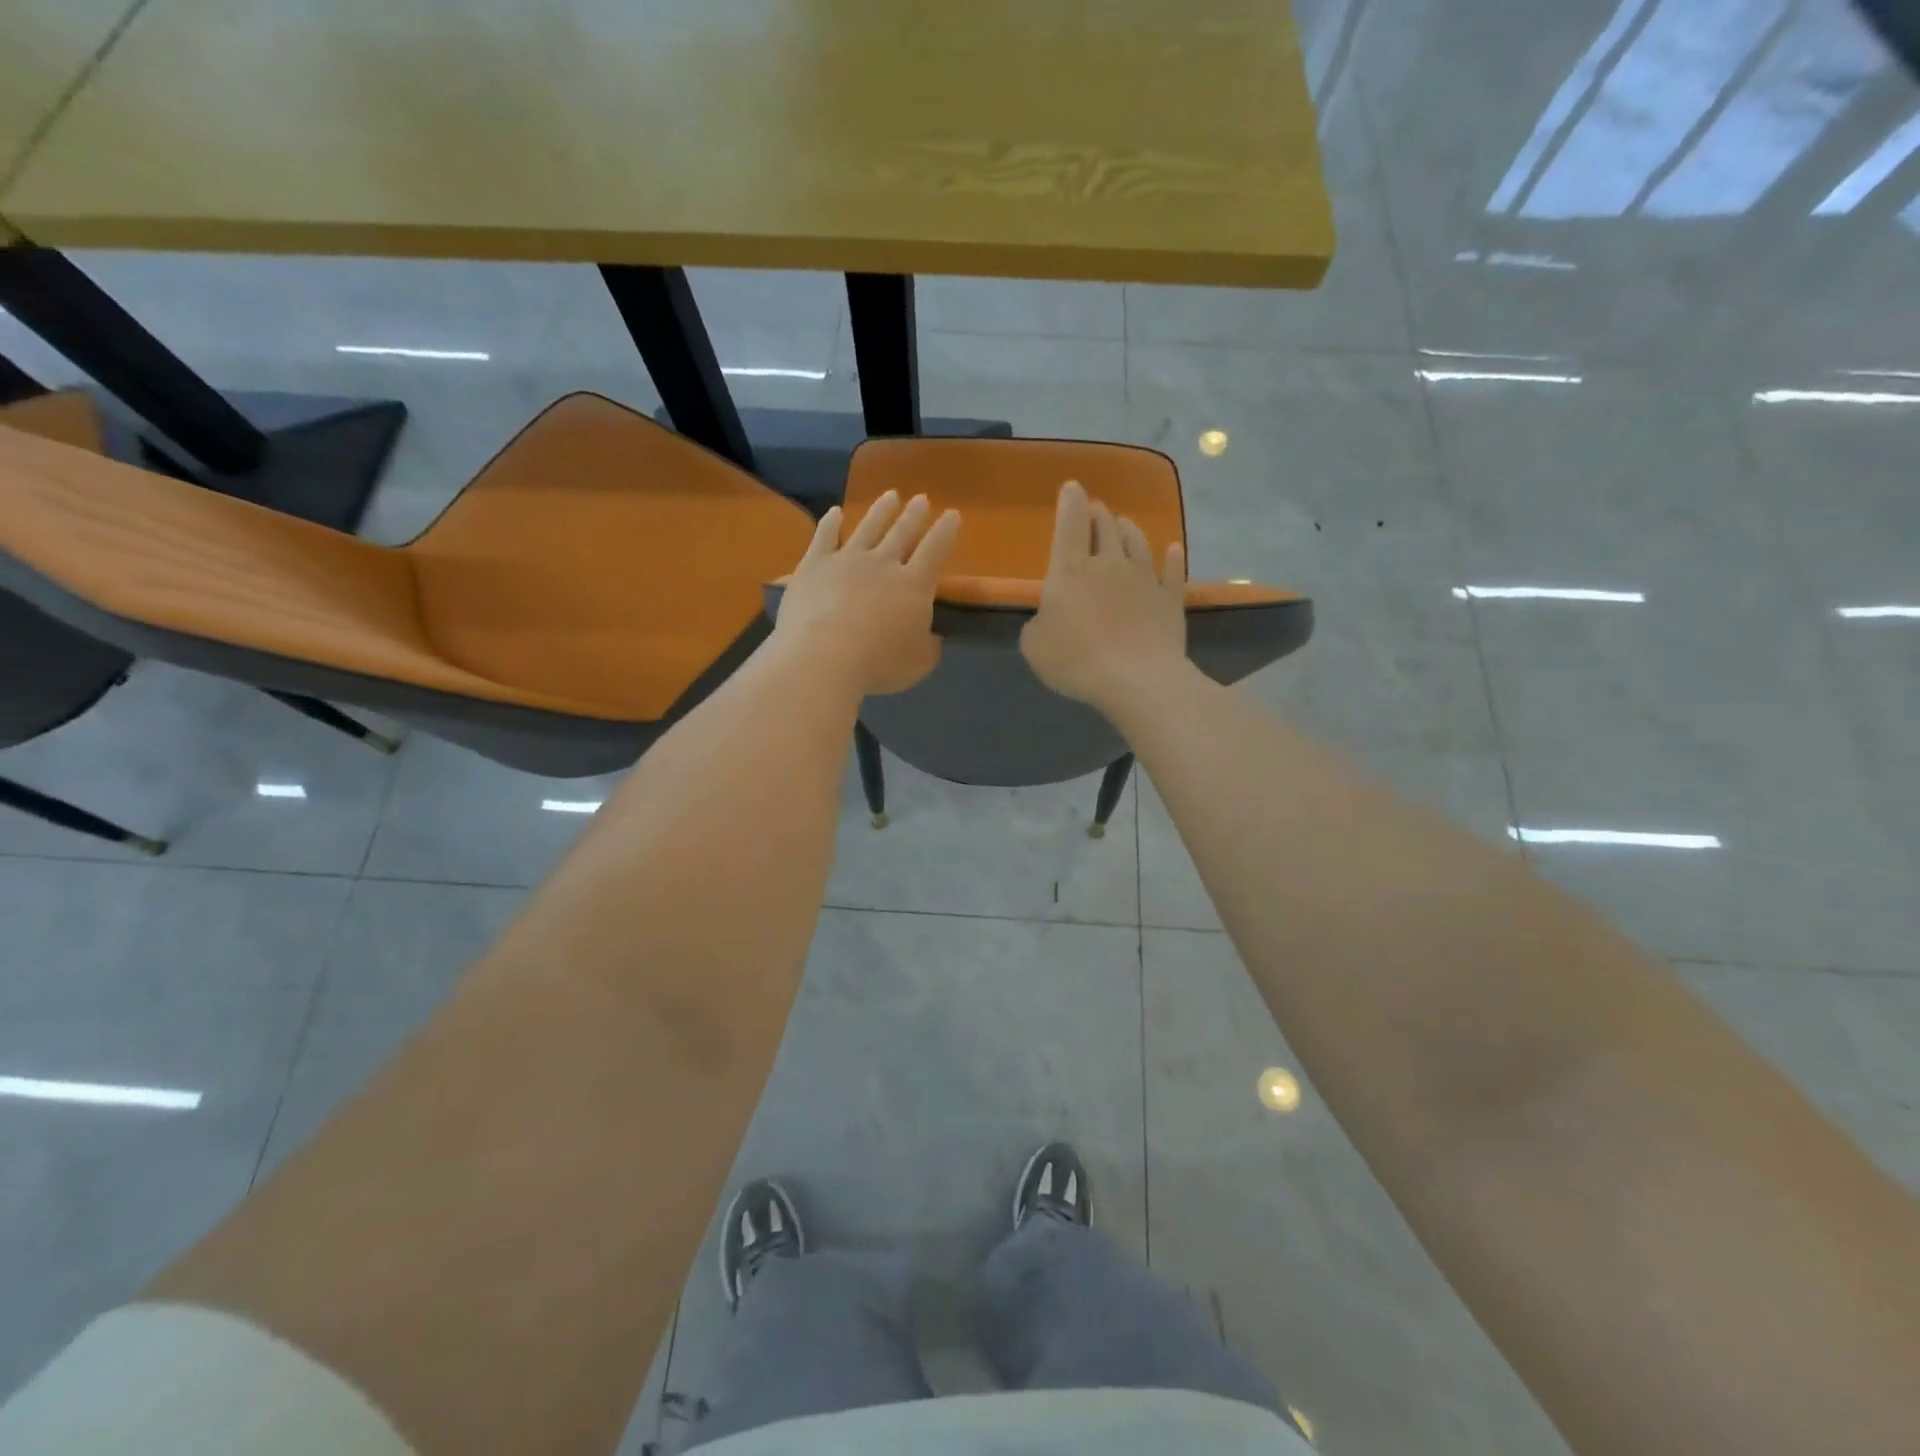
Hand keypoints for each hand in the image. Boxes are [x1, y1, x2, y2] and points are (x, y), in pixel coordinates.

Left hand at [773, 490, 960, 695]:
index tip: (952, 515)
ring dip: (881, 511)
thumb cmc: (878, 664)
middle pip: (902, 532)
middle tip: (921, 499)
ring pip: (868, 527)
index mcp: (914, 586)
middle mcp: (884, 564)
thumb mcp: (918, 663)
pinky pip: (824, 537)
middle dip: (914, 515)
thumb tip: (933, 636)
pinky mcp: (814, 564)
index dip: (945, 532)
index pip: (935, 550)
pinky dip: (830, 523)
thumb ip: (928, 646)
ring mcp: (847, 559)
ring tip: (890, 496)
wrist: (823, 656)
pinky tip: (835, 512)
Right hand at [1020, 479, 1187, 714]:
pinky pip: (1172, 572)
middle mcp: (1109, 565)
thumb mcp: (1035, 646)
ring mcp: (1144, 580)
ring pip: (1137, 543)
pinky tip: (1172, 549)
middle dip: (1099, 514)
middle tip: (1097, 509)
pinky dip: (1172, 558)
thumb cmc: (1076, 660)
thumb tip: (1048, 616)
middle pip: (1105, 528)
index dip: (1070, 503)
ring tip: (1125, 522)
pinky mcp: (1170, 599)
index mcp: (1070, 571)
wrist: (1136, 679)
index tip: (1072, 487)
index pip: (1070, 525)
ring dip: (1129, 529)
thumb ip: (1038, 624)